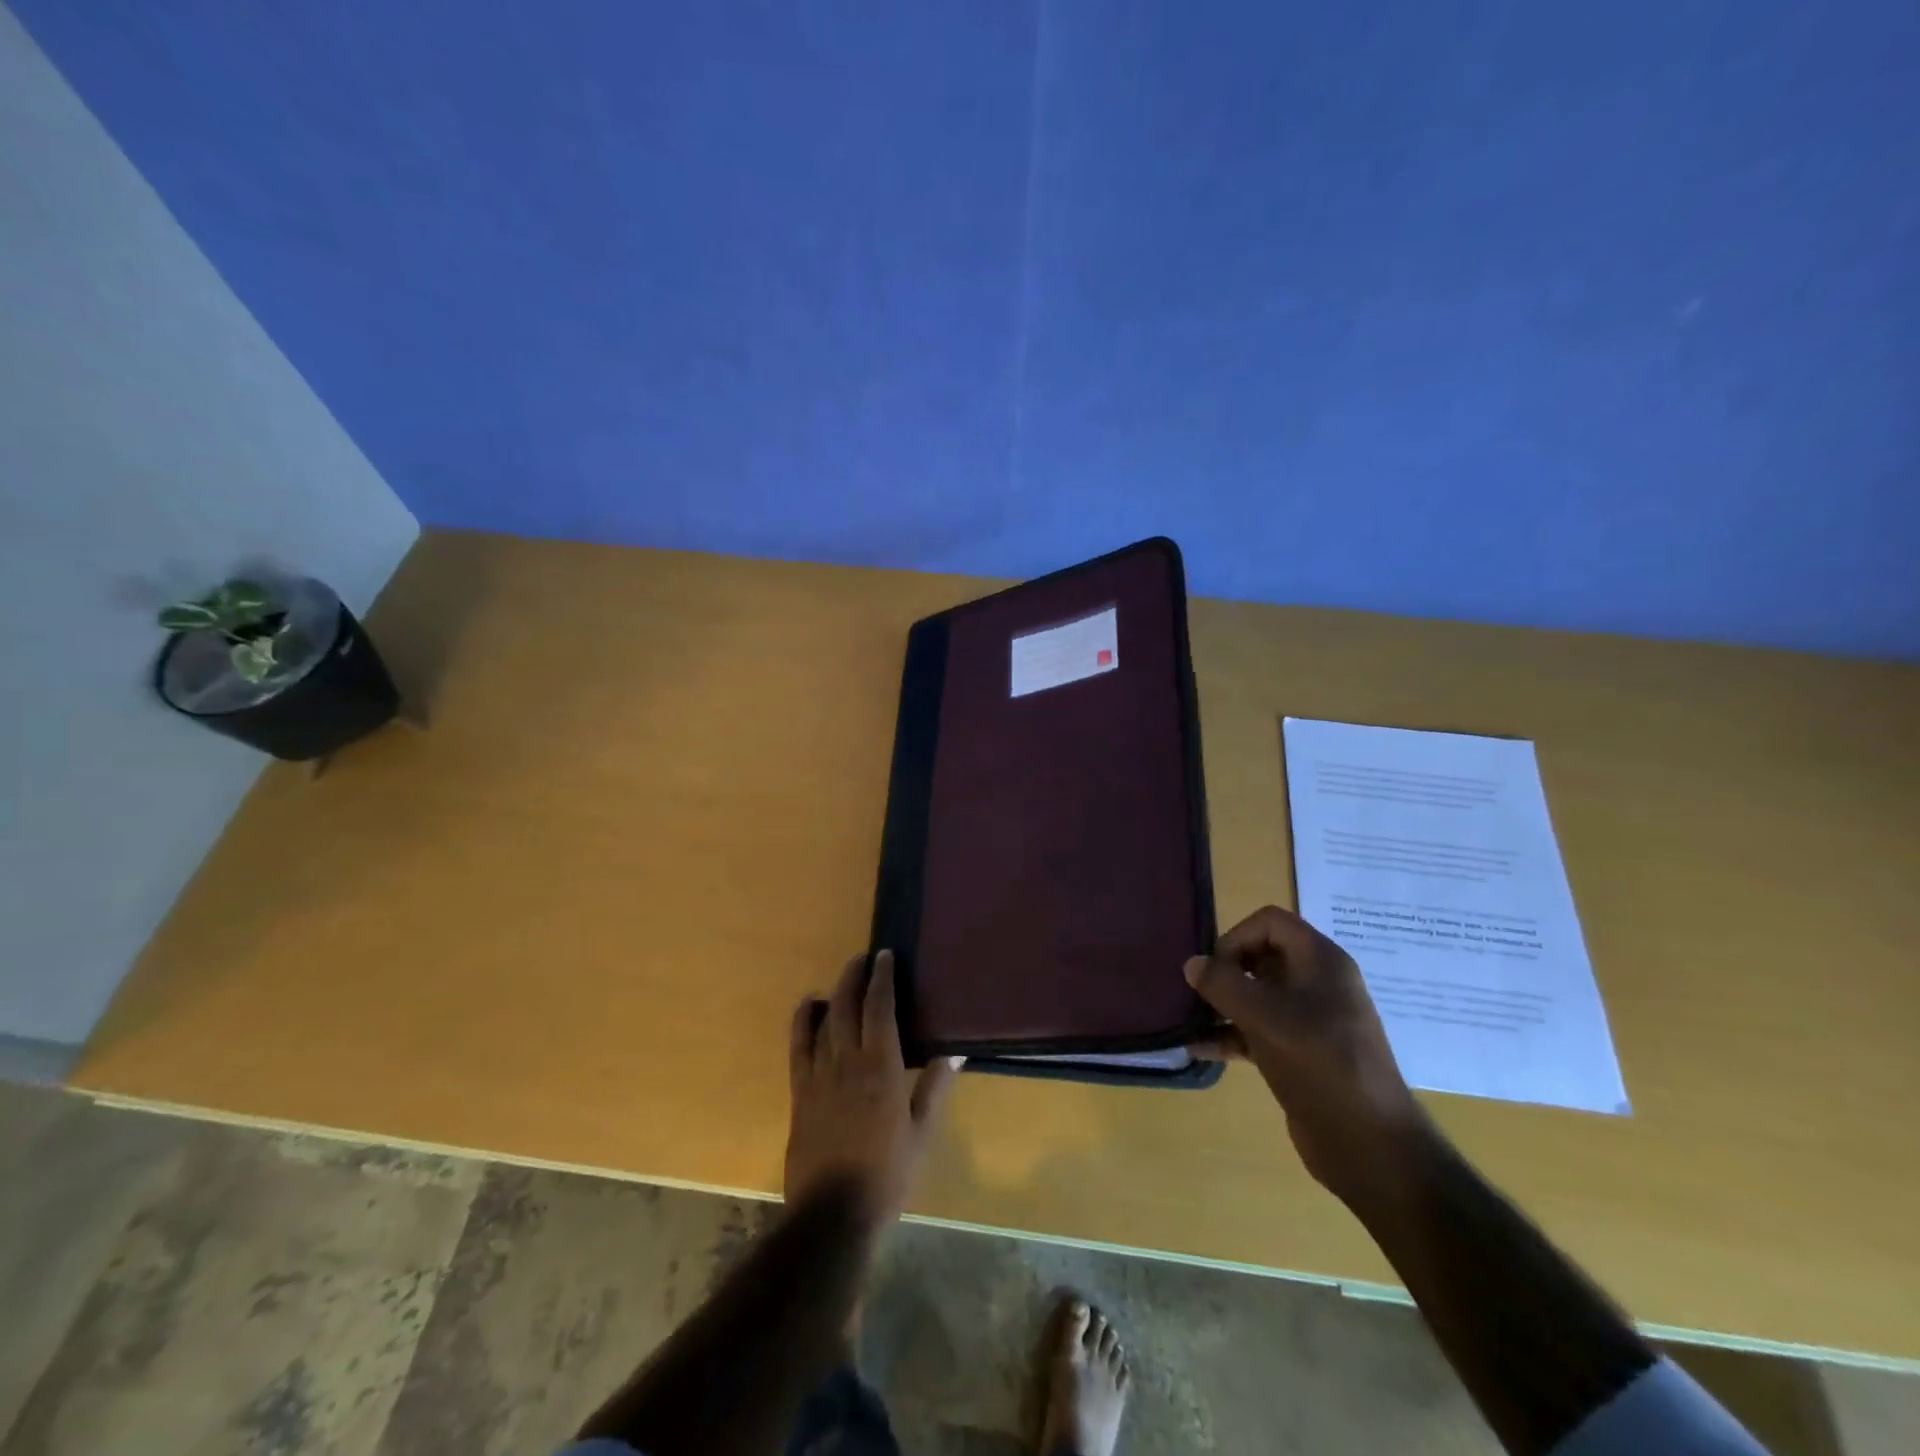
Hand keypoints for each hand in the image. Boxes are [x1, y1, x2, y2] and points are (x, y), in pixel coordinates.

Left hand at [785, 950, 961, 1222]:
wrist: (833, 1214)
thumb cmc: (887, 1175)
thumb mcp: (922, 1134)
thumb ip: (935, 1088)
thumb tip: (954, 1051)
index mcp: (881, 1067)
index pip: (880, 1009)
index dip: (882, 978)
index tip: (885, 956)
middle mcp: (847, 1061)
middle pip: (847, 1006)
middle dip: (854, 977)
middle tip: (863, 959)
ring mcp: (818, 1076)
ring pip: (822, 1022)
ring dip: (831, 995)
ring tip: (840, 980)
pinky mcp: (800, 1093)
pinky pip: (798, 1047)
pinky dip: (803, 1022)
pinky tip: (808, 1010)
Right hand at [1186, 906, 1429, 1205]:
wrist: (1370, 1145)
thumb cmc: (1320, 1064)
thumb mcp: (1266, 1017)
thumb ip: (1223, 984)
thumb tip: (1192, 963)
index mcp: (1321, 961)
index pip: (1270, 922)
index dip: (1237, 937)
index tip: (1216, 969)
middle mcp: (1317, 983)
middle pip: (1261, 956)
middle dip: (1225, 971)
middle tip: (1198, 994)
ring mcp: (1311, 1020)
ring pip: (1257, 995)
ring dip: (1222, 1004)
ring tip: (1189, 1018)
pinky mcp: (1301, 1053)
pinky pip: (1258, 1030)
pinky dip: (1230, 1035)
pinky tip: (1199, 1049)